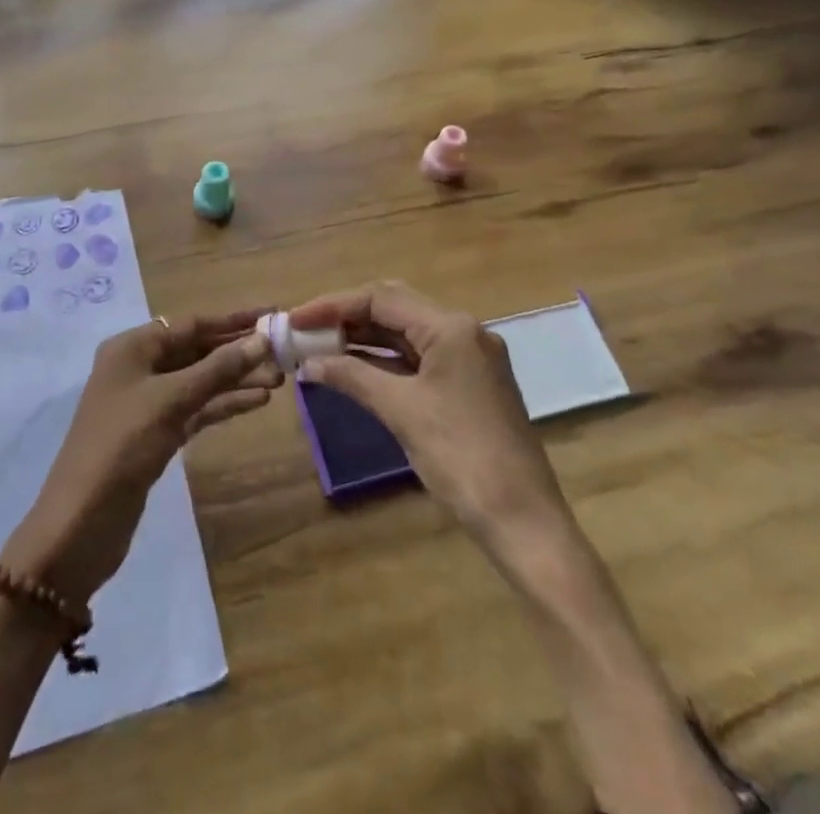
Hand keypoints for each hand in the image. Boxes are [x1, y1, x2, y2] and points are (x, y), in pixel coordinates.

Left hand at [1, 310, 282, 604]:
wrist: (81, 523)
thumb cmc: (122, 445)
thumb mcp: (172, 400)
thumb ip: (218, 369)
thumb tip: (262, 339)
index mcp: (132, 347)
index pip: (191, 324)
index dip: (233, 319)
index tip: (272, 313)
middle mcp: (139, 368)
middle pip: (197, 350)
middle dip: (238, 352)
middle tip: (283, 353)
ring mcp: (148, 403)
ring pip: (200, 381)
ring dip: (236, 380)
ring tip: (280, 380)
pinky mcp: (157, 435)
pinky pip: (197, 409)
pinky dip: (224, 404)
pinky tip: (257, 402)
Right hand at [293, 282, 574, 547]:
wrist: (523, 520)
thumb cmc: (461, 457)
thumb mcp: (401, 411)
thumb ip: (351, 377)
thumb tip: (307, 363)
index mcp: (451, 327)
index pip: (381, 298)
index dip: (333, 305)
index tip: (295, 319)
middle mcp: (463, 331)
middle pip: (394, 307)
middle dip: (347, 316)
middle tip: (306, 330)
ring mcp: (469, 357)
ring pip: (405, 332)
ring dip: (363, 338)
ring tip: (319, 347)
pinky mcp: (468, 383)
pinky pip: (418, 357)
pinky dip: (384, 360)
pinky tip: (352, 368)